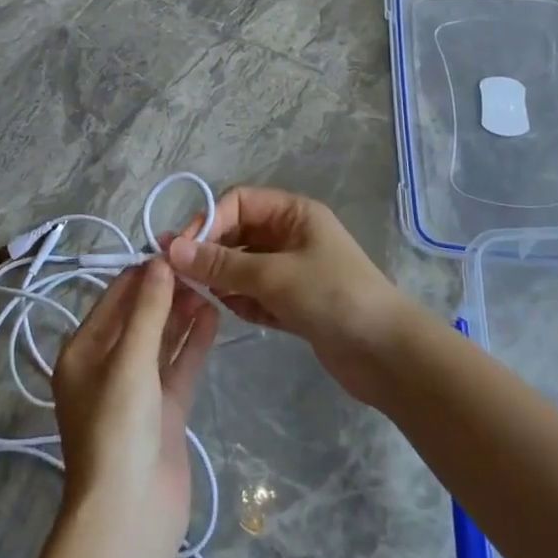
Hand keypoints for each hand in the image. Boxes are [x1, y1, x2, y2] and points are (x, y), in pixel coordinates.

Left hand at [52, 258, 218, 546]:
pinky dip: (194, 342)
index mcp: (83, 352)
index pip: (114, 298)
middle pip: (139, 317)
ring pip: (162, 340)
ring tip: (211, 284)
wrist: (130, 513)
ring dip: (182, 314)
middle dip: (166, 291)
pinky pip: (179, 365)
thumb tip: (160, 261)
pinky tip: (214, 316)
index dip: (144, 273)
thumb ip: (147, 309)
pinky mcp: (164, 409)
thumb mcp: (129, 361)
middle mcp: (107, 366)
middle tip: (201, 264)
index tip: (177, 247)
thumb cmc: (117, 428)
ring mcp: (138, 389)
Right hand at [166, 187, 418, 403]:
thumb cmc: (332, 297)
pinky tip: (232, 312)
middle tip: (180, 278)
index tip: (181, 251)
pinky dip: (242, 301)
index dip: (208, 221)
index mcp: (293, 213)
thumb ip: (221, 263)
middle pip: (238, 234)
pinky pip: (256, 293)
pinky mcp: (294, 303)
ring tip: (204, 297)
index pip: (237, 203)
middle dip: (210, 253)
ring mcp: (293, 270)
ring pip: (243, 266)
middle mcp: (291, 235)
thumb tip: (171, 249)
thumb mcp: (273, 275)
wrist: (386, 353)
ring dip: (223, 279)